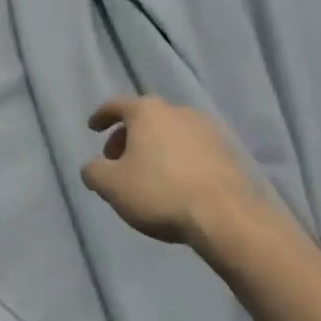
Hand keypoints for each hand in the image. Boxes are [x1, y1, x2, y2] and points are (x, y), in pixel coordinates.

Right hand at [80, 95, 280, 249]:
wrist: (226, 215)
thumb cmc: (159, 192)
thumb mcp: (111, 185)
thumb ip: (93, 171)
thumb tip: (93, 167)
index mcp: (147, 112)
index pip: (116, 105)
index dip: (101, 116)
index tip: (93, 128)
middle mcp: (177, 111)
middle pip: (145, 118)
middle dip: (127, 136)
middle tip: (117, 160)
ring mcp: (207, 129)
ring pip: (170, 132)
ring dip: (154, 148)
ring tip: (147, 174)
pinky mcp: (228, 151)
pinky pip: (192, 148)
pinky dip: (178, 158)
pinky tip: (176, 182)